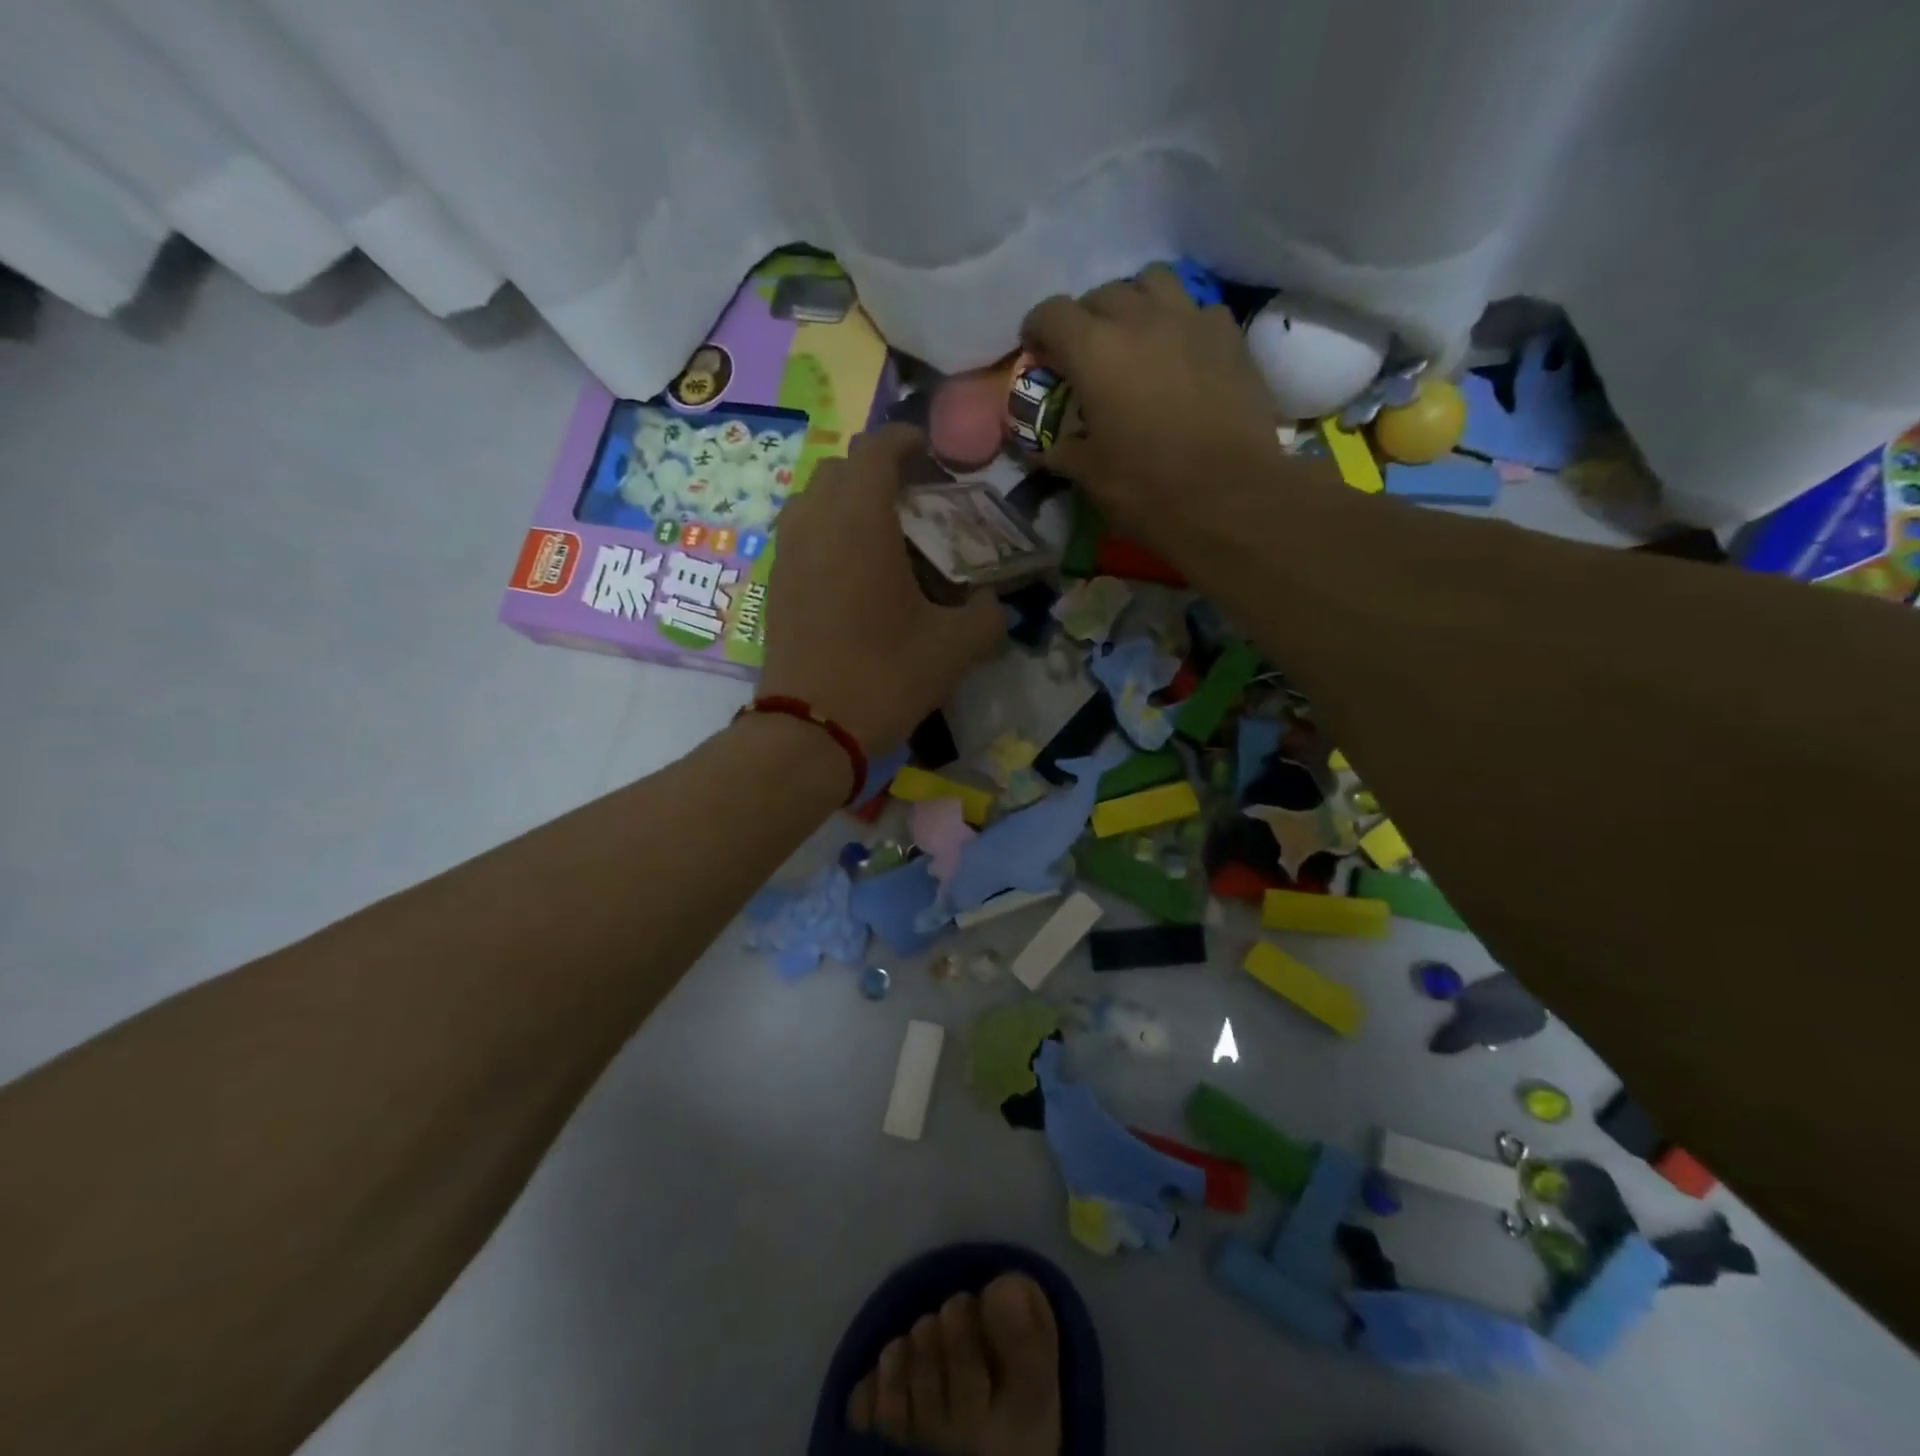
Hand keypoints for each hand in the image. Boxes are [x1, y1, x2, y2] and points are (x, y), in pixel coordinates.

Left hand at [758, 425, 1003, 753]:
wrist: (812, 728)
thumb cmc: (886, 675)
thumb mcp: (956, 647)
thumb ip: (987, 614)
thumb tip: (992, 602)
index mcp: (861, 520)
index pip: (876, 449)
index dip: (904, 440)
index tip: (929, 452)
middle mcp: (816, 522)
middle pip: (840, 468)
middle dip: (877, 470)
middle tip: (913, 499)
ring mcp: (788, 552)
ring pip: (813, 498)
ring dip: (846, 500)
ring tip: (881, 532)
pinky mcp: (775, 583)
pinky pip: (800, 533)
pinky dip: (827, 531)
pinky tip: (853, 571)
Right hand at [1020, 265, 1287, 548]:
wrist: (1229, 498)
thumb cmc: (1148, 488)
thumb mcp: (1090, 476)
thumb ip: (1062, 451)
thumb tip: (1044, 448)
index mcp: (1094, 351)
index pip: (1052, 313)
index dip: (1037, 330)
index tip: (1037, 353)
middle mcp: (1140, 320)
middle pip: (1102, 293)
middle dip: (1085, 319)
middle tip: (1085, 355)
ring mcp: (1190, 321)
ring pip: (1153, 281)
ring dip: (1135, 302)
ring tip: (1134, 337)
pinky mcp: (1229, 336)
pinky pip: (1197, 309)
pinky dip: (1180, 322)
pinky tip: (1180, 353)